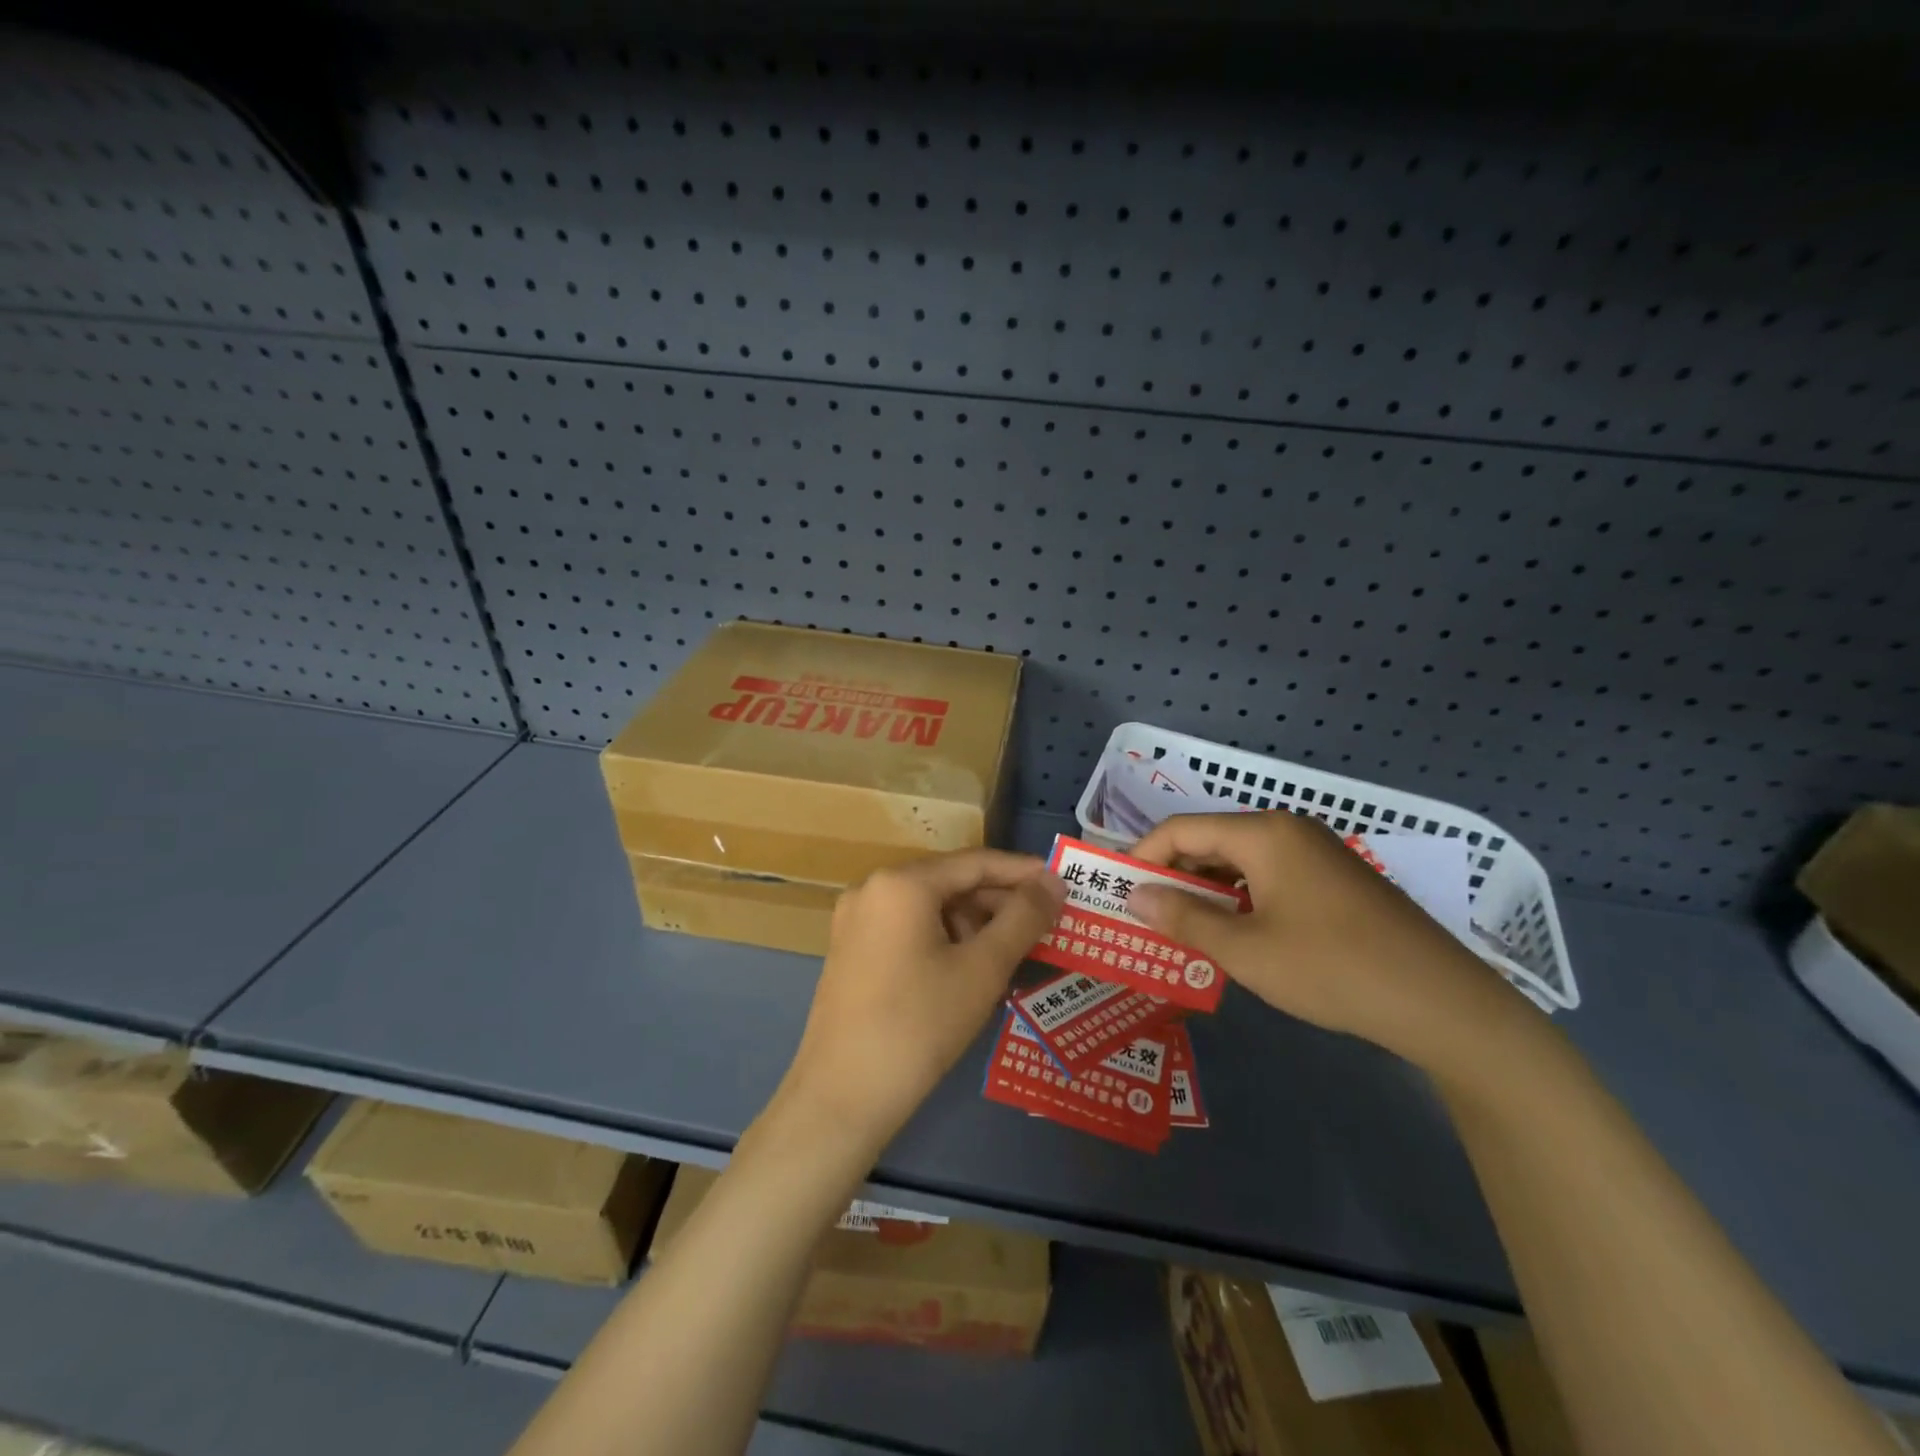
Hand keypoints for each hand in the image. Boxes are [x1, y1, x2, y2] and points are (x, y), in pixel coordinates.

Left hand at [778, 849, 1066, 1155]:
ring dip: (974, 924)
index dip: (1023, 872)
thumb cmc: (919, 1025)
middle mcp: (872, 889)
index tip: (1062, 884)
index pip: (975, 863)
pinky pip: (909, 929)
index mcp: (901, 883)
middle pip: (950, 883)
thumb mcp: (982, 969)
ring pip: (930, 908)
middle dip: (999, 903)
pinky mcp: (851, 951)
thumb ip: (1023, 918)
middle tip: (1046, 925)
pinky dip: (945, 940)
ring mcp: (856, 921)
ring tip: (1014, 953)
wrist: (841, 1098)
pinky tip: (972, 969)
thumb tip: (1054, 883)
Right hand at [1128, 812, 1532, 1070]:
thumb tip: (1134, 895)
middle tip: (1144, 914)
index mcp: (1264, 834)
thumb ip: (1183, 917)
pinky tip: (1232, 933)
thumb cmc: (1331, 969)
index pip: (1181, 829)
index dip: (1143, 856)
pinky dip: (1239, 898)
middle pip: (1210, 840)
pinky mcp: (1335, 879)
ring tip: (1180, 927)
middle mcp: (1288, 830)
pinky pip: (1269, 876)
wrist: (1441, 1002)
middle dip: (1173, 874)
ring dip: (1205, 889)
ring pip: (1240, 860)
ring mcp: (1317, 853)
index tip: (1118, 890)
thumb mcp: (1245, 949)